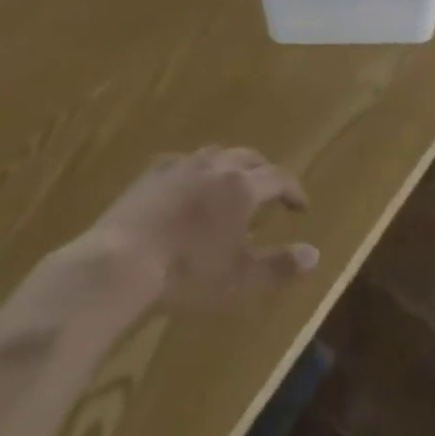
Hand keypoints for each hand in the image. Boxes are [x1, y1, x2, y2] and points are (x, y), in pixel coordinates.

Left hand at [86, 147, 319, 308]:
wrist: (120, 264)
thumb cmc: (187, 274)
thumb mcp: (241, 280)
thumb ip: (280, 266)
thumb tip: (314, 254)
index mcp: (241, 187)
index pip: (279, 177)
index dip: (294, 190)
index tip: (301, 207)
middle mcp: (215, 166)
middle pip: (249, 157)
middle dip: (264, 172)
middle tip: (270, 193)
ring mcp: (181, 165)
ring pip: (216, 155)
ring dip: (231, 167)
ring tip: (231, 187)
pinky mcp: (151, 173)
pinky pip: (184, 163)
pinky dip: (197, 173)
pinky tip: (189, 189)